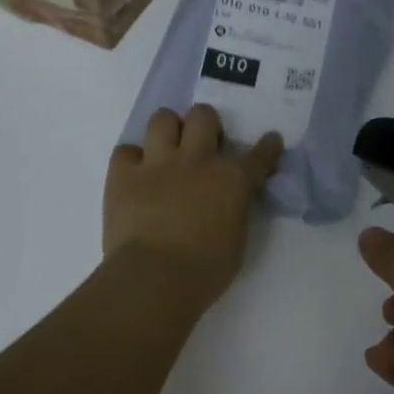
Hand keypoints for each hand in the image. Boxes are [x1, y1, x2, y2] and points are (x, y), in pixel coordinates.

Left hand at [104, 105, 282, 307]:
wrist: (155, 277)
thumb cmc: (206, 270)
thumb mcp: (237, 239)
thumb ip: (235, 210)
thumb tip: (229, 201)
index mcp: (232, 179)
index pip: (258, 156)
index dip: (267, 147)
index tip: (271, 141)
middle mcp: (197, 160)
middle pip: (203, 115)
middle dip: (206, 125)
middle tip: (204, 145)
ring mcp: (157, 163)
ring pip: (162, 118)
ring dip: (168, 131)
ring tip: (168, 150)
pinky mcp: (123, 175)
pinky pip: (125, 151)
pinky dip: (132, 160)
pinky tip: (136, 175)